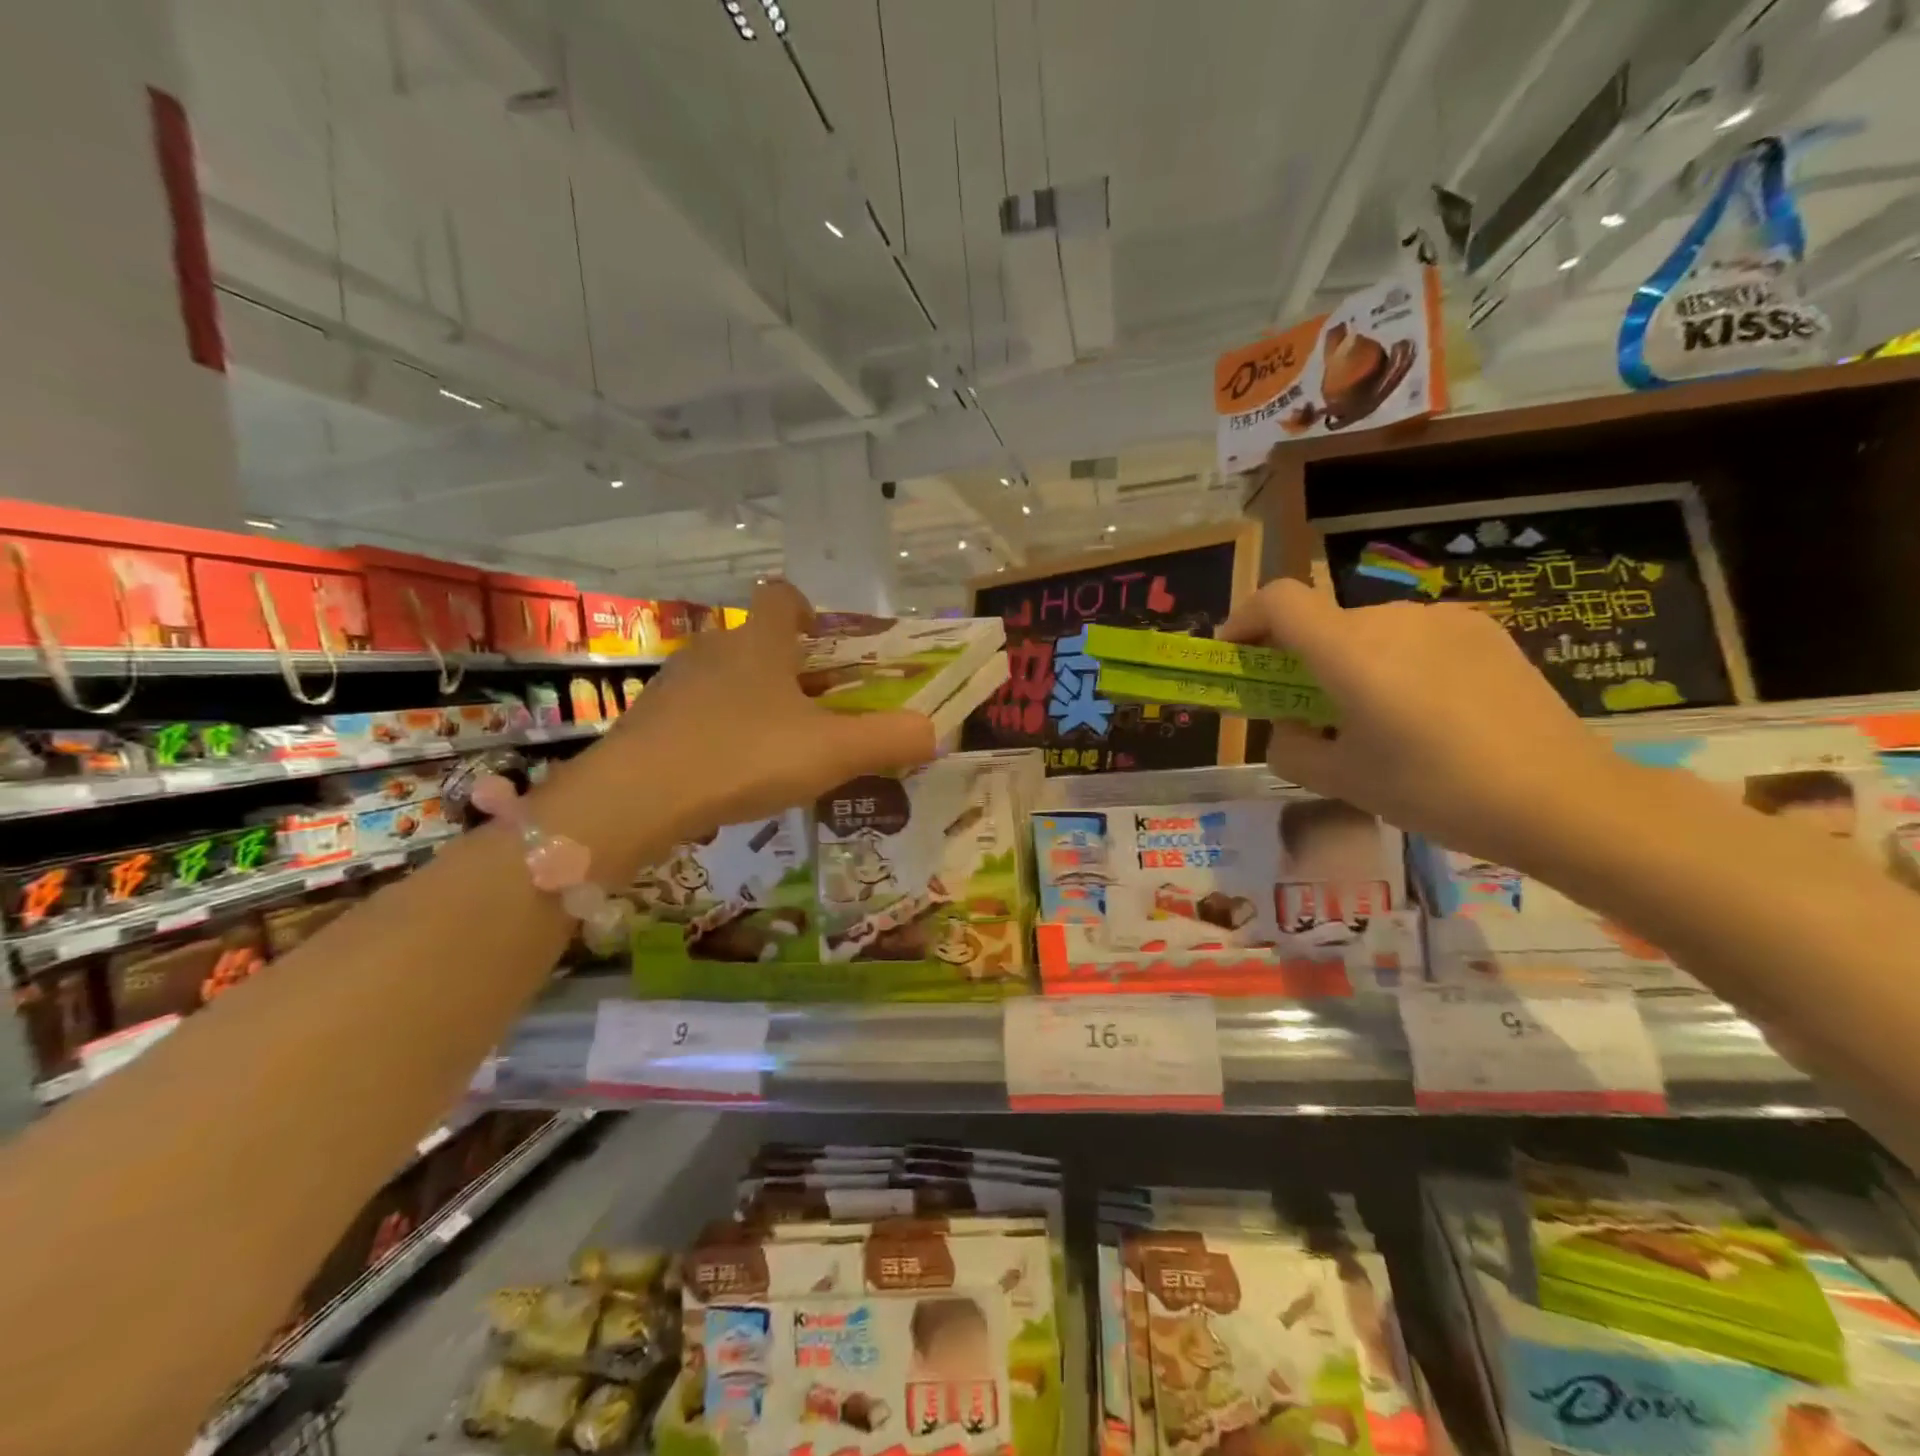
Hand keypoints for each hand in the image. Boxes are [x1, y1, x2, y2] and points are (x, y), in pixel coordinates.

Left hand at [614, 581, 935, 833]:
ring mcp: (674, 685)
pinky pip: (696, 714)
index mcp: (760, 643)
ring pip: (725, 680)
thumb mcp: (833, 751)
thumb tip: (934, 732)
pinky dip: (719, 733)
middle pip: (757, 643)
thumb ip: (889, 739)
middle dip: (789, 671)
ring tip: (776, 751)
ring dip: (753, 704)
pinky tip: (730, 774)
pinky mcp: (649, 721)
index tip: (823, 646)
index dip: (805, 611)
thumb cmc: (745, 755)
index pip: (780, 596)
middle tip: (816, 713)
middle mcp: (714, 650)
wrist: (638, 796)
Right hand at [1220, 579, 1623, 865]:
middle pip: (1323, 622)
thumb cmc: (1435, 791)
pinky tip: (1425, 712)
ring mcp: (1444, 619)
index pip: (1278, 600)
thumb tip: (1288, 727)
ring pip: (1368, 630)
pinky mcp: (1484, 630)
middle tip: (1307, 711)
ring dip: (1349, 663)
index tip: (1236, 655)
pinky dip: (1394, 662)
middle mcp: (1392, 618)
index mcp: (1350, 650)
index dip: (1245, 619)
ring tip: (1373, 719)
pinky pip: (1414, 636)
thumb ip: (1290, 748)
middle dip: (1299, 659)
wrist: (1563, 799)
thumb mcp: (1341, 781)